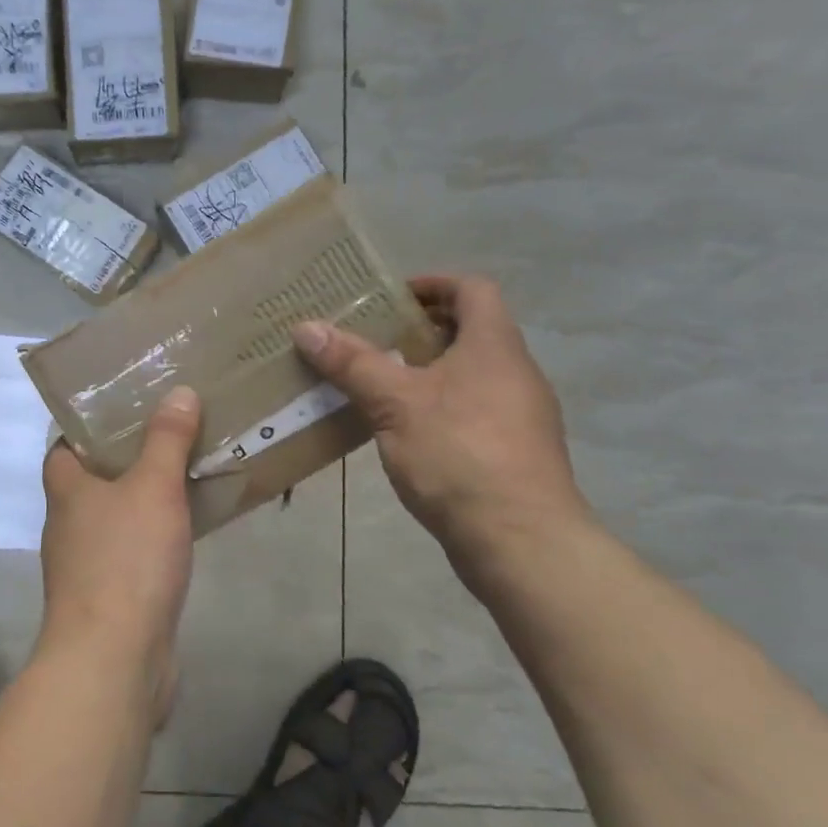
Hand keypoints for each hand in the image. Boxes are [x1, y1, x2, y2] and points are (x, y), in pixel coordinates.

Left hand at [39, 386, 201, 722]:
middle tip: (170, 431)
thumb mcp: (153, 487)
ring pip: (117, 516)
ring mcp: (87, 564)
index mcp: (66, 490)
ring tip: (187, 471)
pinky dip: (156, 536)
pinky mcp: (111, 597)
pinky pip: (135, 552)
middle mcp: (69, 524)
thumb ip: (166, 439)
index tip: (125, 407)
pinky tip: (188, 530)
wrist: (114, 659)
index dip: (88, 425)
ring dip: (145, 497)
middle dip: (127, 457)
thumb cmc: (125, 560)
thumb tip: (178, 391)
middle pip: (93, 479)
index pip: (64, 445)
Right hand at [294, 276, 590, 591]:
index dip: (433, 284)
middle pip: (470, 331)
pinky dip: (437, 405)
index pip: (472, 289)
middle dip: (419, 329)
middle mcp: (514, 372)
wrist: (521, 542)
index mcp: (494, 346)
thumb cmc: (459, 453)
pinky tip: (402, 429)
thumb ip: (352, 363)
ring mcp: (519, 415)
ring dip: (426, 370)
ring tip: (377, 382)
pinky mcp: (512, 452)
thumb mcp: (394, 403)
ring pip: (469, 373)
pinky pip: (471, 409)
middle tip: (371, 338)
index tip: (390, 297)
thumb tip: (306, 326)